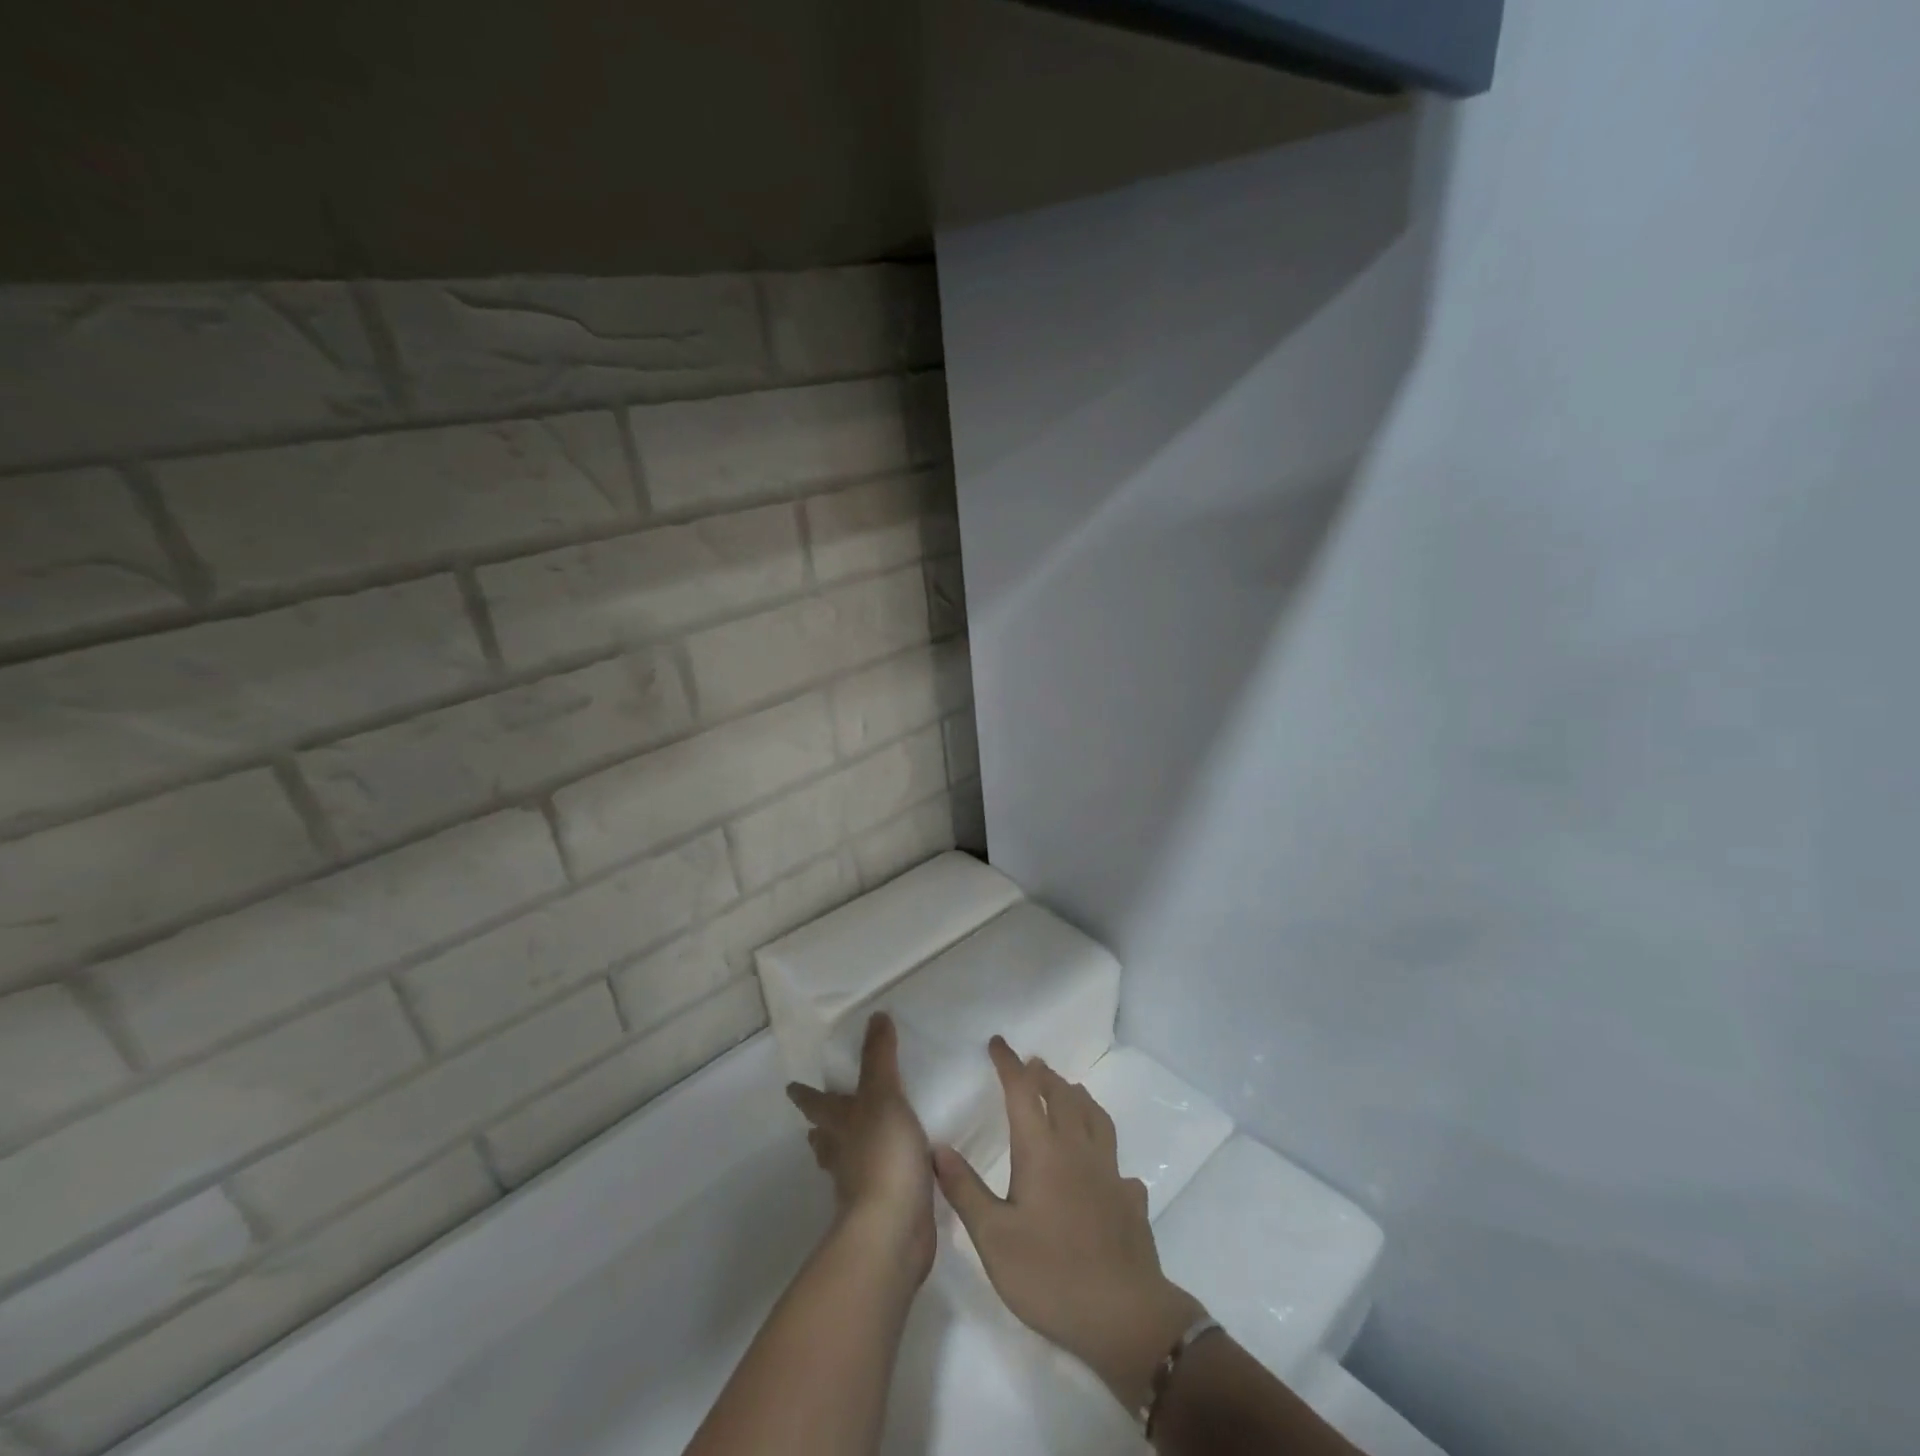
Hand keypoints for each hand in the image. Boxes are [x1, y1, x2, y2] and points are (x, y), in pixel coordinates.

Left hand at [786, 1013, 935, 1283]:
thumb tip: (875, 1015)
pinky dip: (883, 1174)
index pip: (817, 1104)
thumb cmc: (882, 1153)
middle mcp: (844, 1155)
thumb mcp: (883, 1094)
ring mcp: (861, 1186)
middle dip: (822, 1129)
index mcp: (839, 1125)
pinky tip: (899, 1170)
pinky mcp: (885, 1209)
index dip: (805, 1095)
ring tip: (858, 1143)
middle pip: (825, 1139)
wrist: (893, 1228)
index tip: (791, 1088)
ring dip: (848, 1153)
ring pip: (848, 1163)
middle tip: (819, 1121)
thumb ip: (880, 1057)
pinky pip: (880, 1183)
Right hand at [933, 1037, 1205, 1410]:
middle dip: (1044, 1075)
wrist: (1124, 1316)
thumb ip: (965, 1189)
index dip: (1009, 1064)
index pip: (1023, 1091)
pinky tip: (1106, 1168)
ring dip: (1078, 1097)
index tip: (997, 1043)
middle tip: (1031, 1066)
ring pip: (1095, 1118)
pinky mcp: (1129, 1200)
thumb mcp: (993, 1237)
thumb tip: (937, 1146)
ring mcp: (1109, 1172)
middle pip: (1063, 1096)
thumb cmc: (1049, 1274)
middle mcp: (1077, 1149)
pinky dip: (1106, 1151)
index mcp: (1042, 1150)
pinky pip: (1117, 1162)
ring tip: (1069, 1091)